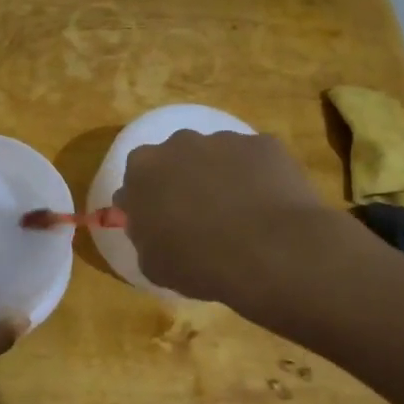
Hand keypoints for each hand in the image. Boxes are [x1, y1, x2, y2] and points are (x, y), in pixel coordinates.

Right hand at [114, 130, 344, 304]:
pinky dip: (257, 178)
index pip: (135, 181)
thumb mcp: (152, 263)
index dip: (146, 203)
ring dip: (220, 177)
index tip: (158, 224)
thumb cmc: (198, 262)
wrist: (269, 252)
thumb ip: (143, 235)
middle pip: (175, 160)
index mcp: (142, 170)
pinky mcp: (264, 144)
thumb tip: (149, 226)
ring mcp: (225, 140)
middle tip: (197, 217)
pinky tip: (266, 208)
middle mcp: (179, 144)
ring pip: (216, 156)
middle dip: (182, 182)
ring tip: (238, 215)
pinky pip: (254, 160)